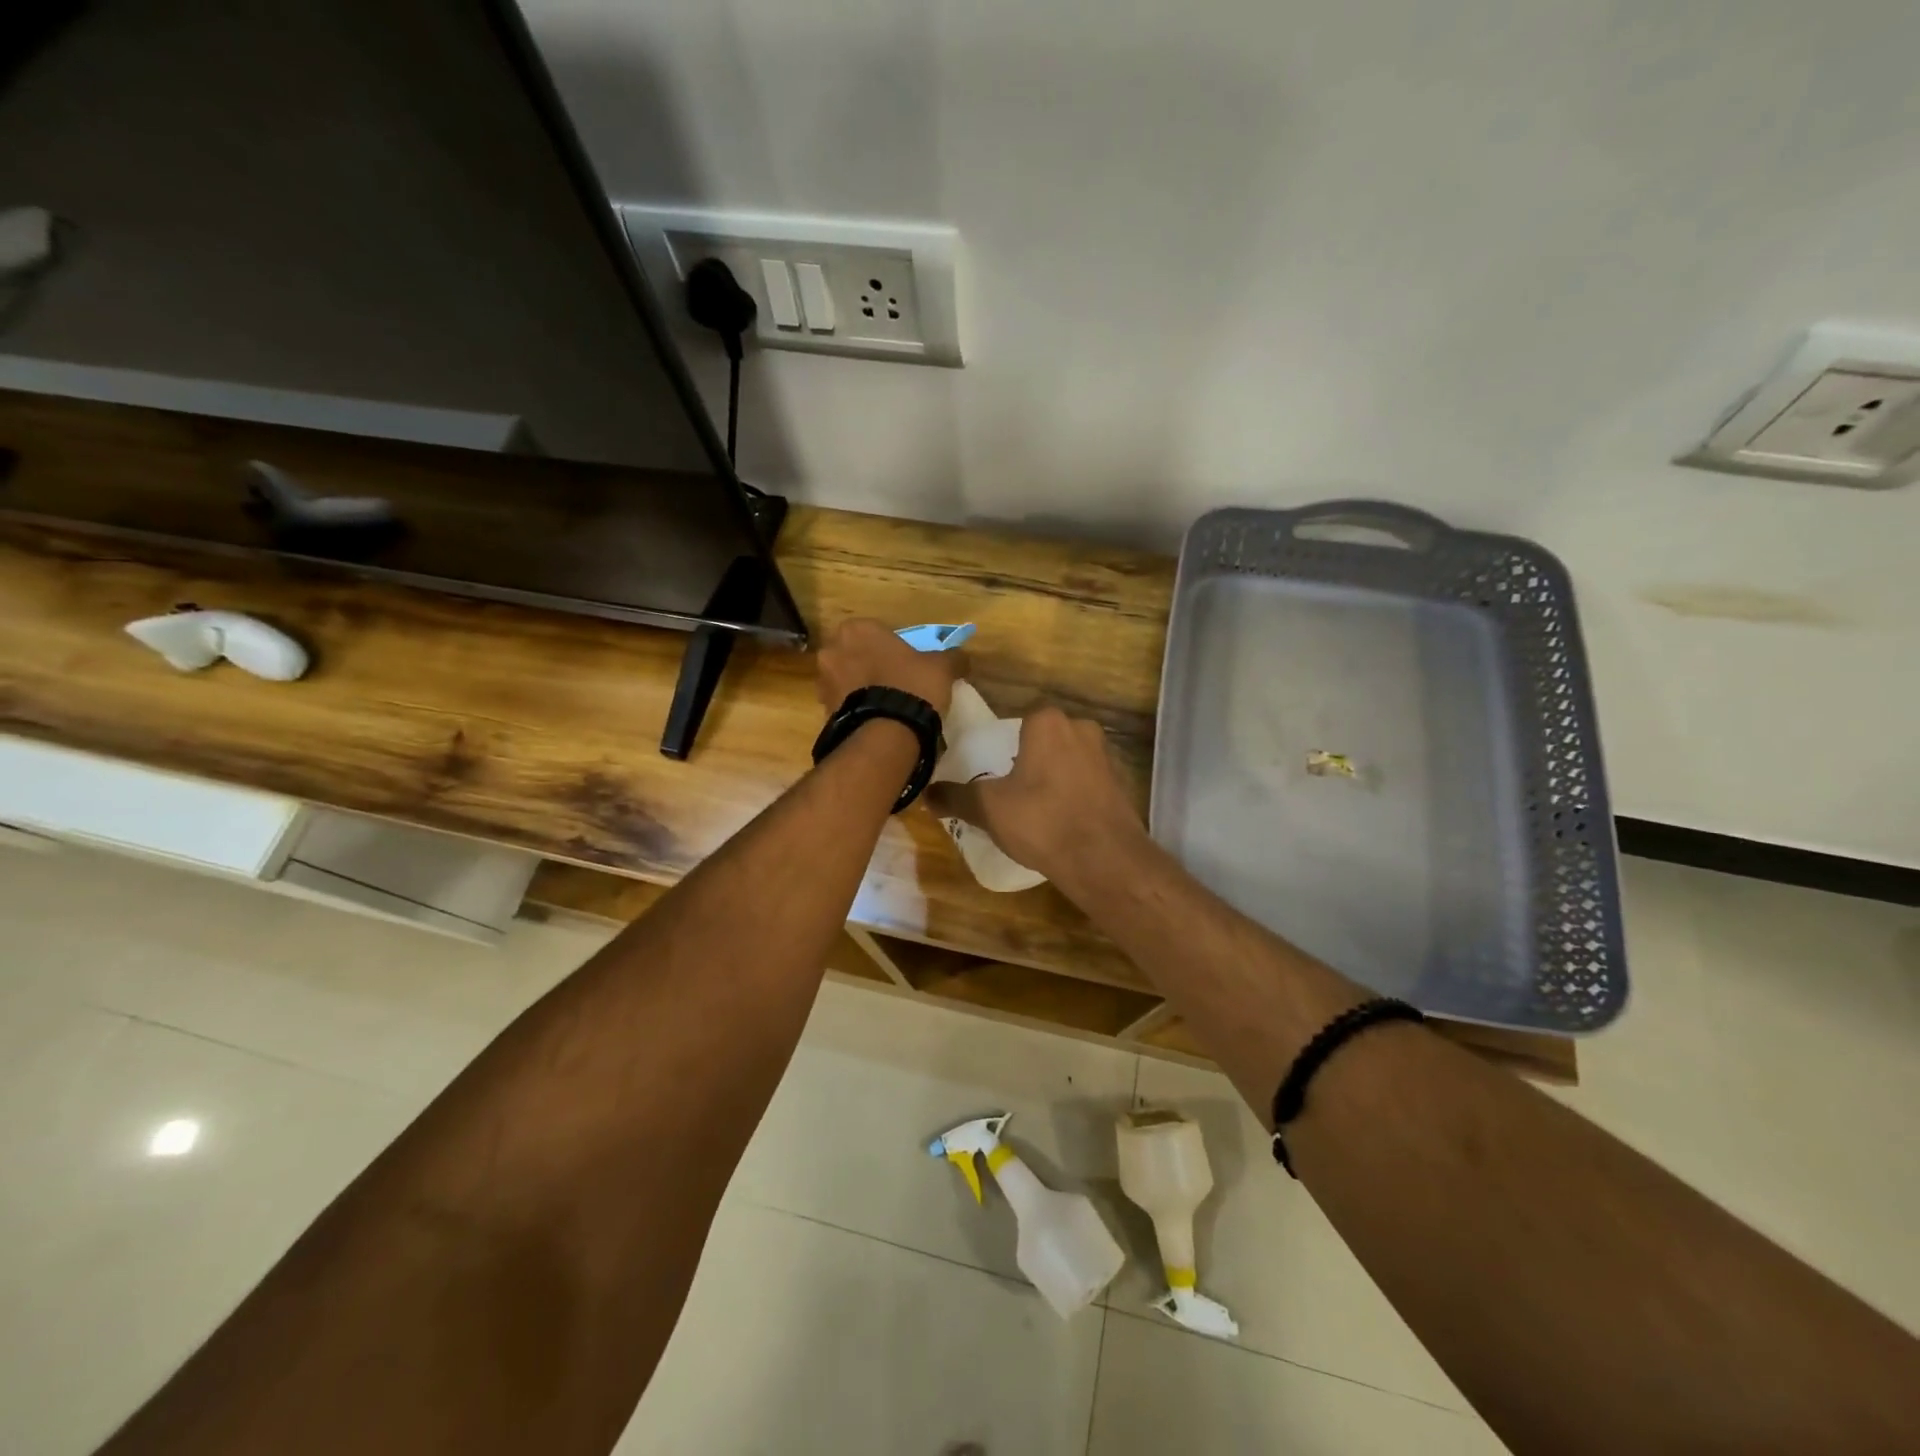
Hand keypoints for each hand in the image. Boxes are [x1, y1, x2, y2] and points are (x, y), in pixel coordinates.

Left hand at [814, 617, 961, 717]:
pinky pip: (844, 703)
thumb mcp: (941, 667)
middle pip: (855, 653)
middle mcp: (833, 649)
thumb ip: (951, 657)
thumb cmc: (912, 686)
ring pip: (846, 678)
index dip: (891, 646)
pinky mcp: (823, 710)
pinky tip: (876, 719)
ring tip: (886, 704)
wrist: (886, 734)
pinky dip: (856, 708)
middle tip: (895, 681)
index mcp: (858, 629)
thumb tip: (962, 658)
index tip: (906, 661)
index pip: (876, 631)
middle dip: (870, 664)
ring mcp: (823, 681)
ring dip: (860, 687)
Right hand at [927, 706, 1146, 883]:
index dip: (1005, 744)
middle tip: (1011, 789)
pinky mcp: (1121, 784)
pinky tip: (1061, 821)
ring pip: (1069, 760)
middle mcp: (1081, 728)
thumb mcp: (988, 809)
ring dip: (1054, 777)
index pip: (1020, 720)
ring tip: (1034, 809)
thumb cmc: (1041, 820)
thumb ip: (956, 797)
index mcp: (1048, 722)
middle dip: (1030, 760)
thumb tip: (926, 794)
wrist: (1104, 859)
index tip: (994, 769)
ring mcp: (1106, 756)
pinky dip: (1074, 795)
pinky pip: (1087, 782)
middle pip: (1046, 739)